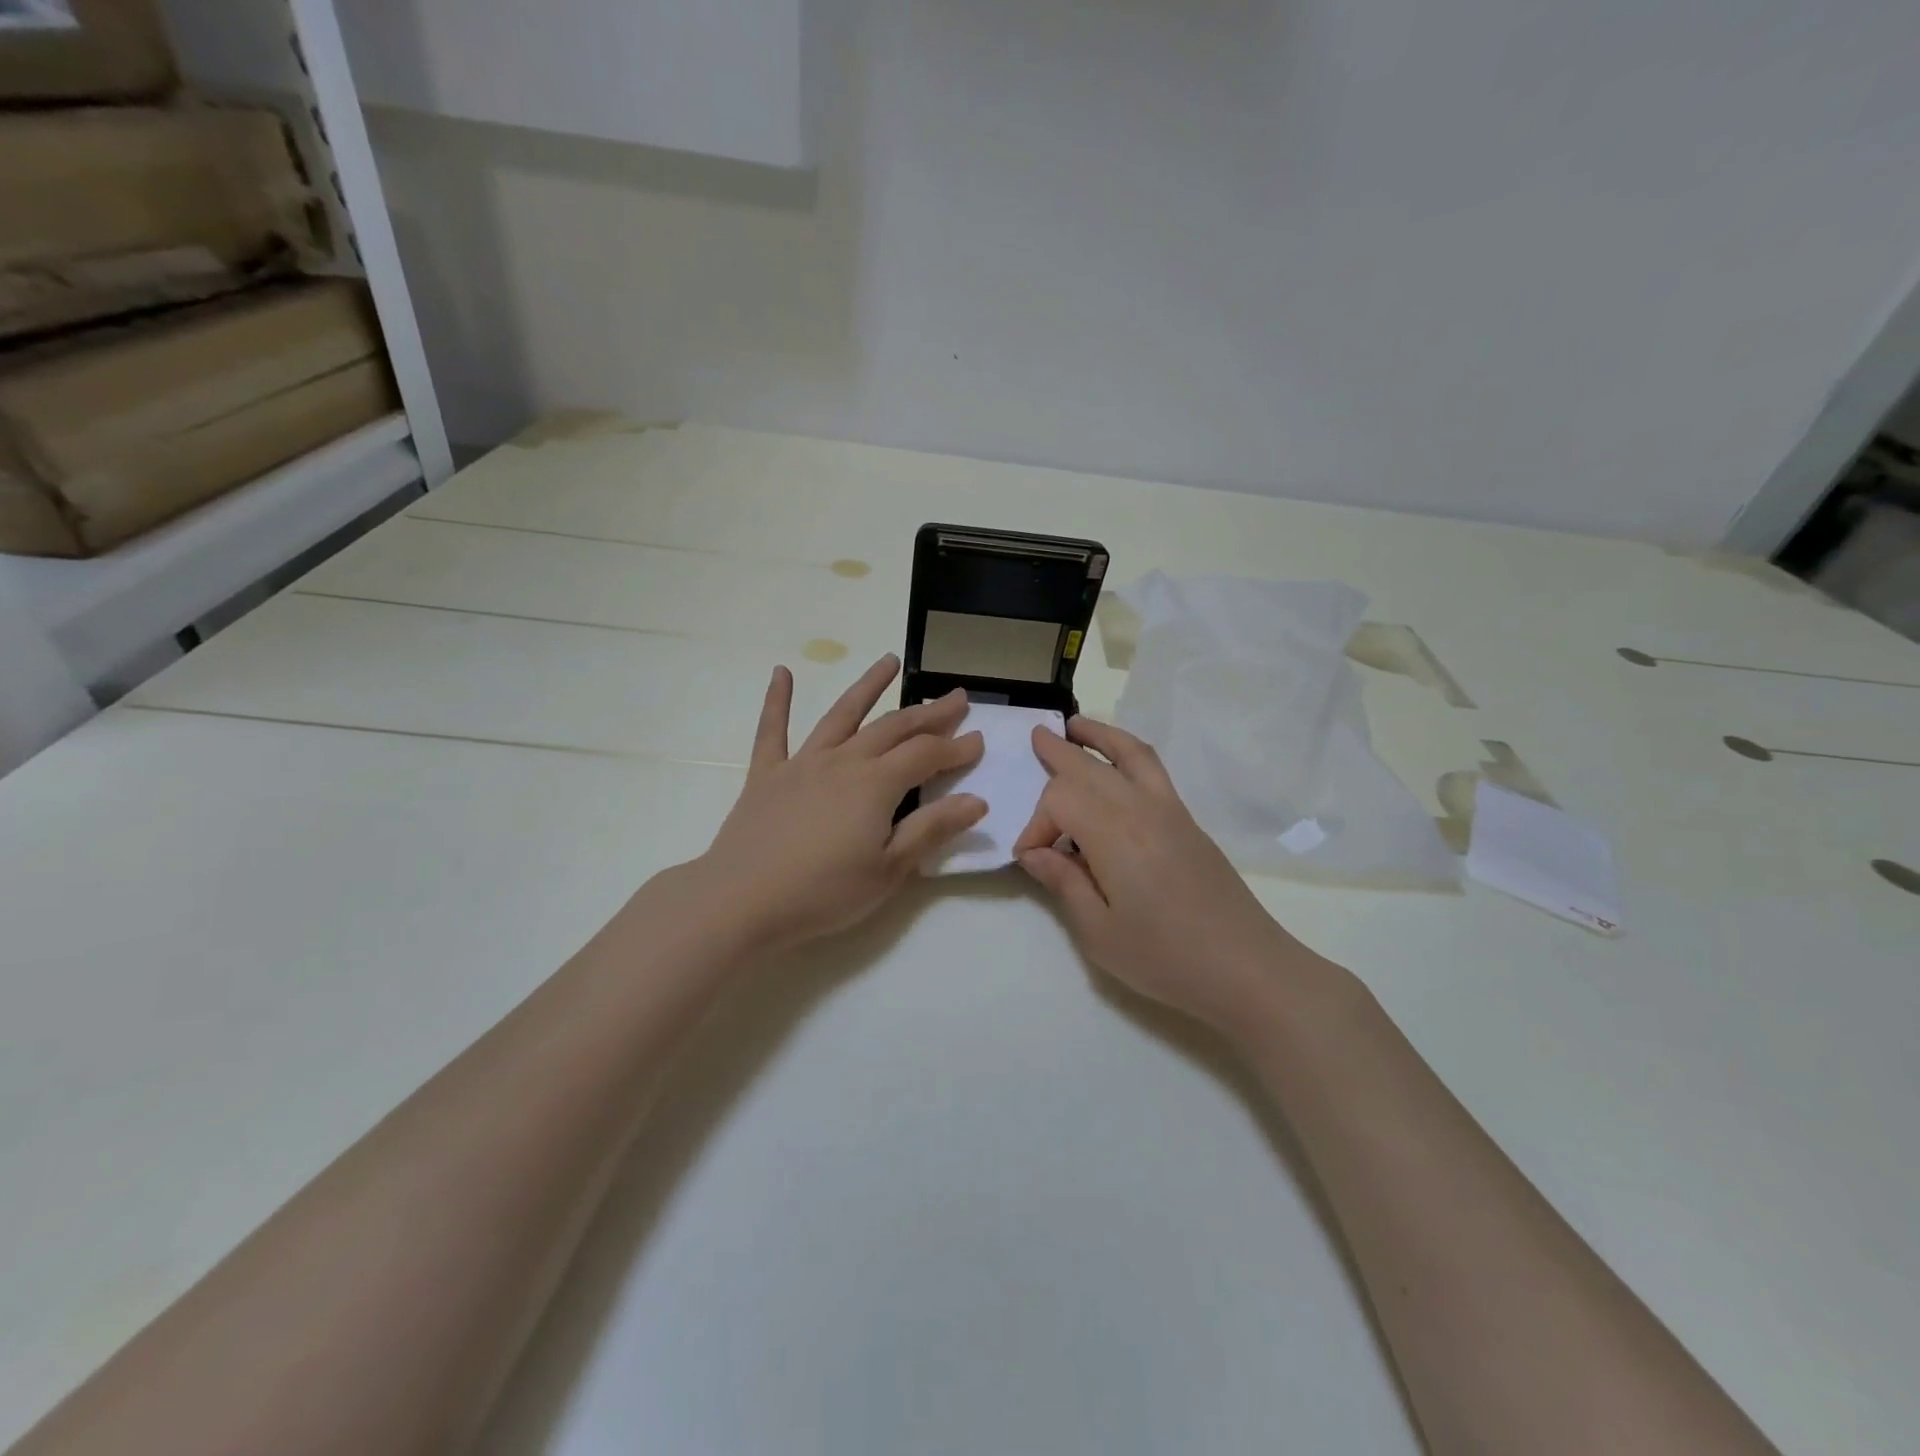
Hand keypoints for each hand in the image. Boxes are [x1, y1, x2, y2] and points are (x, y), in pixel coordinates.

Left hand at [694, 655, 986, 949]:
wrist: (741, 902)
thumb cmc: (823, 893)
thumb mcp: (889, 870)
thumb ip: (932, 830)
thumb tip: (977, 800)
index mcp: (876, 785)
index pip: (926, 755)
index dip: (955, 747)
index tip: (979, 740)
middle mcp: (843, 761)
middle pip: (893, 728)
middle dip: (929, 712)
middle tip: (956, 698)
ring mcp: (802, 763)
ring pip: (842, 714)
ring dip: (868, 686)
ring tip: (889, 660)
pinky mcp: (766, 775)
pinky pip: (773, 730)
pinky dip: (778, 700)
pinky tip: (781, 673)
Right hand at [1013, 716, 1333, 1033]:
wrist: (1246, 967)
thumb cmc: (1165, 957)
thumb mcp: (1098, 932)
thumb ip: (1063, 883)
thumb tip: (1034, 852)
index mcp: (1114, 835)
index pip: (1060, 801)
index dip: (1036, 824)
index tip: (1031, 860)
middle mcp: (1141, 809)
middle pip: (1091, 767)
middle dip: (1059, 753)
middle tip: (1036, 737)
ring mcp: (1169, 810)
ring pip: (1129, 754)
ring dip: (1100, 735)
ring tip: (1075, 725)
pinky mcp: (1187, 820)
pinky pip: (1153, 769)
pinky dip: (1128, 752)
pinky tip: (1117, 762)